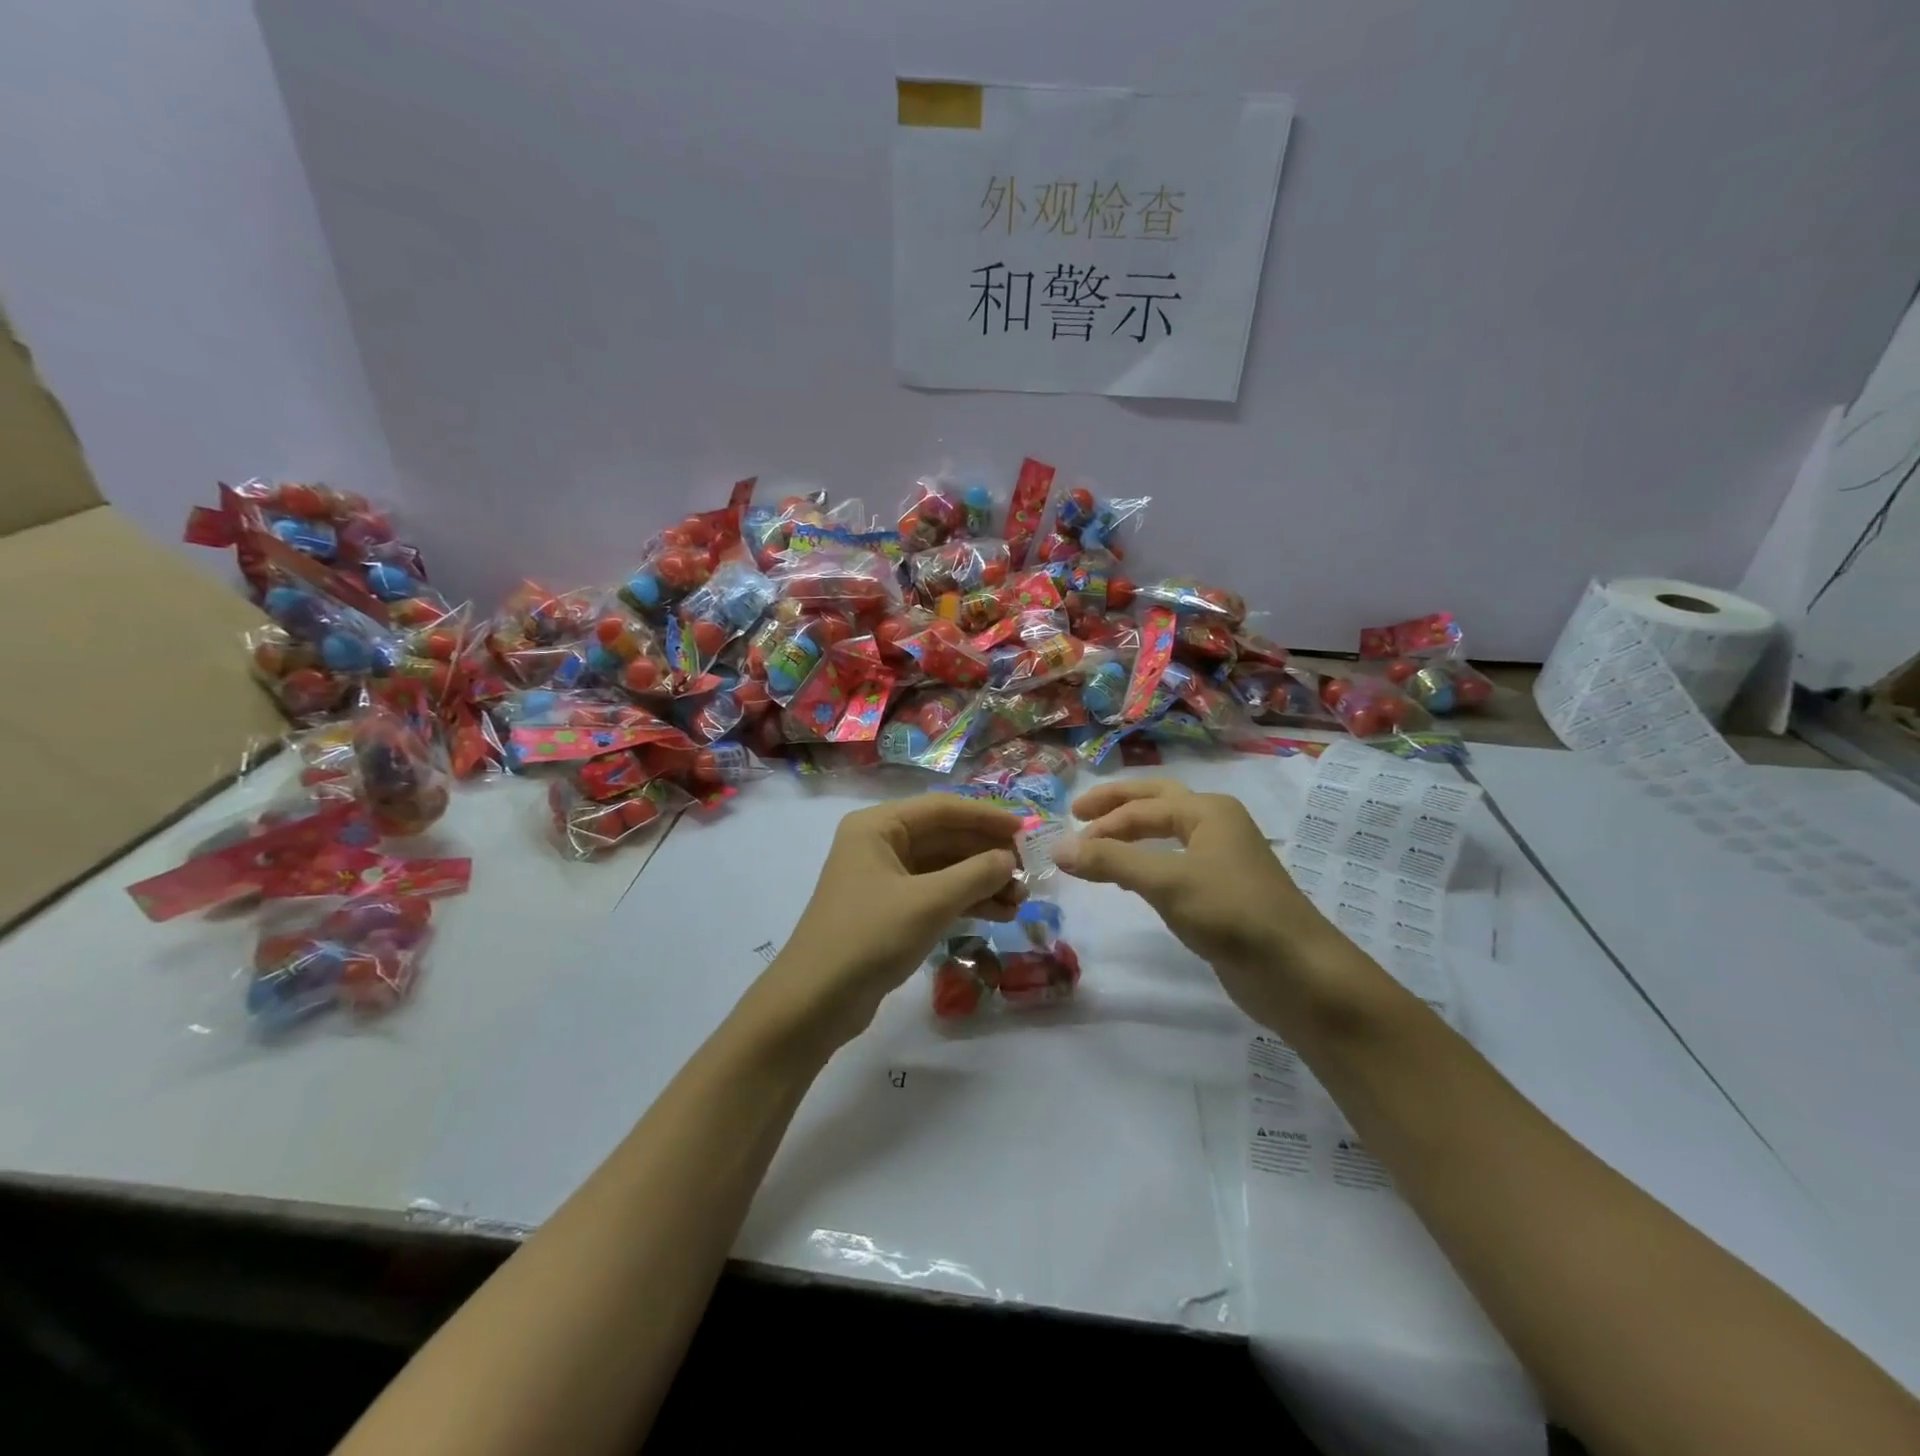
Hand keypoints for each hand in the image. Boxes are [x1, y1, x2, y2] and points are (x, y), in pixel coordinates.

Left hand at [751, 796, 1024, 1051]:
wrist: (815, 1002)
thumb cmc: (870, 937)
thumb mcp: (929, 902)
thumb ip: (976, 875)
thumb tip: (1009, 859)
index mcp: (878, 826)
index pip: (942, 809)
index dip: (986, 817)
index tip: (1026, 831)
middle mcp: (880, 844)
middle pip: (945, 838)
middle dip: (987, 855)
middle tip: (1029, 872)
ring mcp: (884, 879)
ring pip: (944, 868)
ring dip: (982, 881)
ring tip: (1021, 901)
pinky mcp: (890, 911)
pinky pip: (936, 894)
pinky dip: (966, 901)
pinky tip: (1000, 914)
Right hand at [1051, 780, 1355, 1029]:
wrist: (1296, 972)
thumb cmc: (1231, 913)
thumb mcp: (1165, 881)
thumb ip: (1110, 862)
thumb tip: (1057, 848)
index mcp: (1207, 811)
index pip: (1140, 807)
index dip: (1099, 824)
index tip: (1064, 847)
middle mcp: (1216, 825)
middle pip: (1156, 803)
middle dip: (1116, 806)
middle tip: (1077, 814)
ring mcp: (1222, 859)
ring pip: (1167, 834)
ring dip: (1131, 835)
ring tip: (1097, 846)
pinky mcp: (1222, 892)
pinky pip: (1174, 864)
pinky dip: (1147, 863)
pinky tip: (1132, 880)